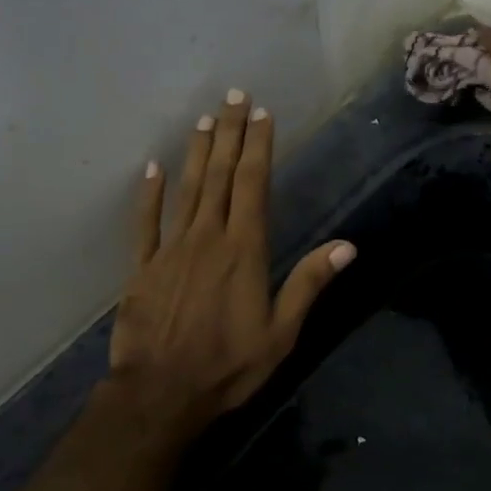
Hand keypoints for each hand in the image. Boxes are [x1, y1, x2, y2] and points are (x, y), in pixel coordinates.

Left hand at [108, 90, 354, 444]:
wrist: (160, 394)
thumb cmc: (228, 365)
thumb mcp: (281, 333)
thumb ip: (308, 284)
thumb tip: (347, 246)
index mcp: (244, 250)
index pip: (253, 185)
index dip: (259, 147)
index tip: (262, 114)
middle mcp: (207, 238)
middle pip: (221, 176)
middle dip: (231, 134)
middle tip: (234, 96)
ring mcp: (170, 249)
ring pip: (187, 189)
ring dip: (197, 152)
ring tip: (205, 119)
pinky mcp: (142, 267)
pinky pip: (145, 222)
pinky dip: (149, 193)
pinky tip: (153, 167)